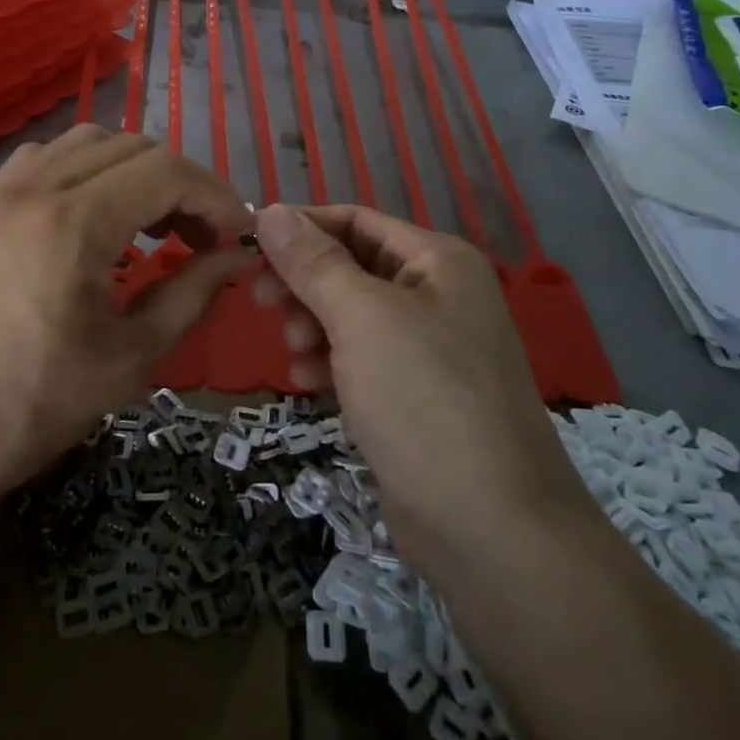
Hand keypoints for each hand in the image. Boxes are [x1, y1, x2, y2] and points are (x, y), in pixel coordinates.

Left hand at [0, 127, 254, 502]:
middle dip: (180, 185)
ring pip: (86, 144)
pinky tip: (90, 218)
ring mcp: (0, 193)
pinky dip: (83, 171)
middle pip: (132, 148)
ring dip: (132, 171)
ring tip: (150, 225)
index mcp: (74, 221)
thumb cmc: (31, 406)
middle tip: (201, 238)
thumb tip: (237, 258)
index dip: (215, 197)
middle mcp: (35, 187)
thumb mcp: (129, 358)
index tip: (238, 236)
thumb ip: (191, 294)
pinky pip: (43, 160)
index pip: (167, 172)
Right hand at [251, 203, 596, 562]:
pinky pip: (359, 358)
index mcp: (437, 261)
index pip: (355, 220)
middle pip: (350, 266)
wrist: (490, 530)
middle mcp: (437, 294)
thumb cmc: (424, 400)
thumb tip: (270, 210)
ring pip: (349, 314)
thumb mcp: (361, 318)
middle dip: (304, 283)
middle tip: (262, 303)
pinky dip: (330, 362)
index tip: (248, 246)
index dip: (300, 228)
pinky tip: (310, 385)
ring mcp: (428, 347)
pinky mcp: (414, 394)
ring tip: (294, 354)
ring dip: (312, 325)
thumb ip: (313, 262)